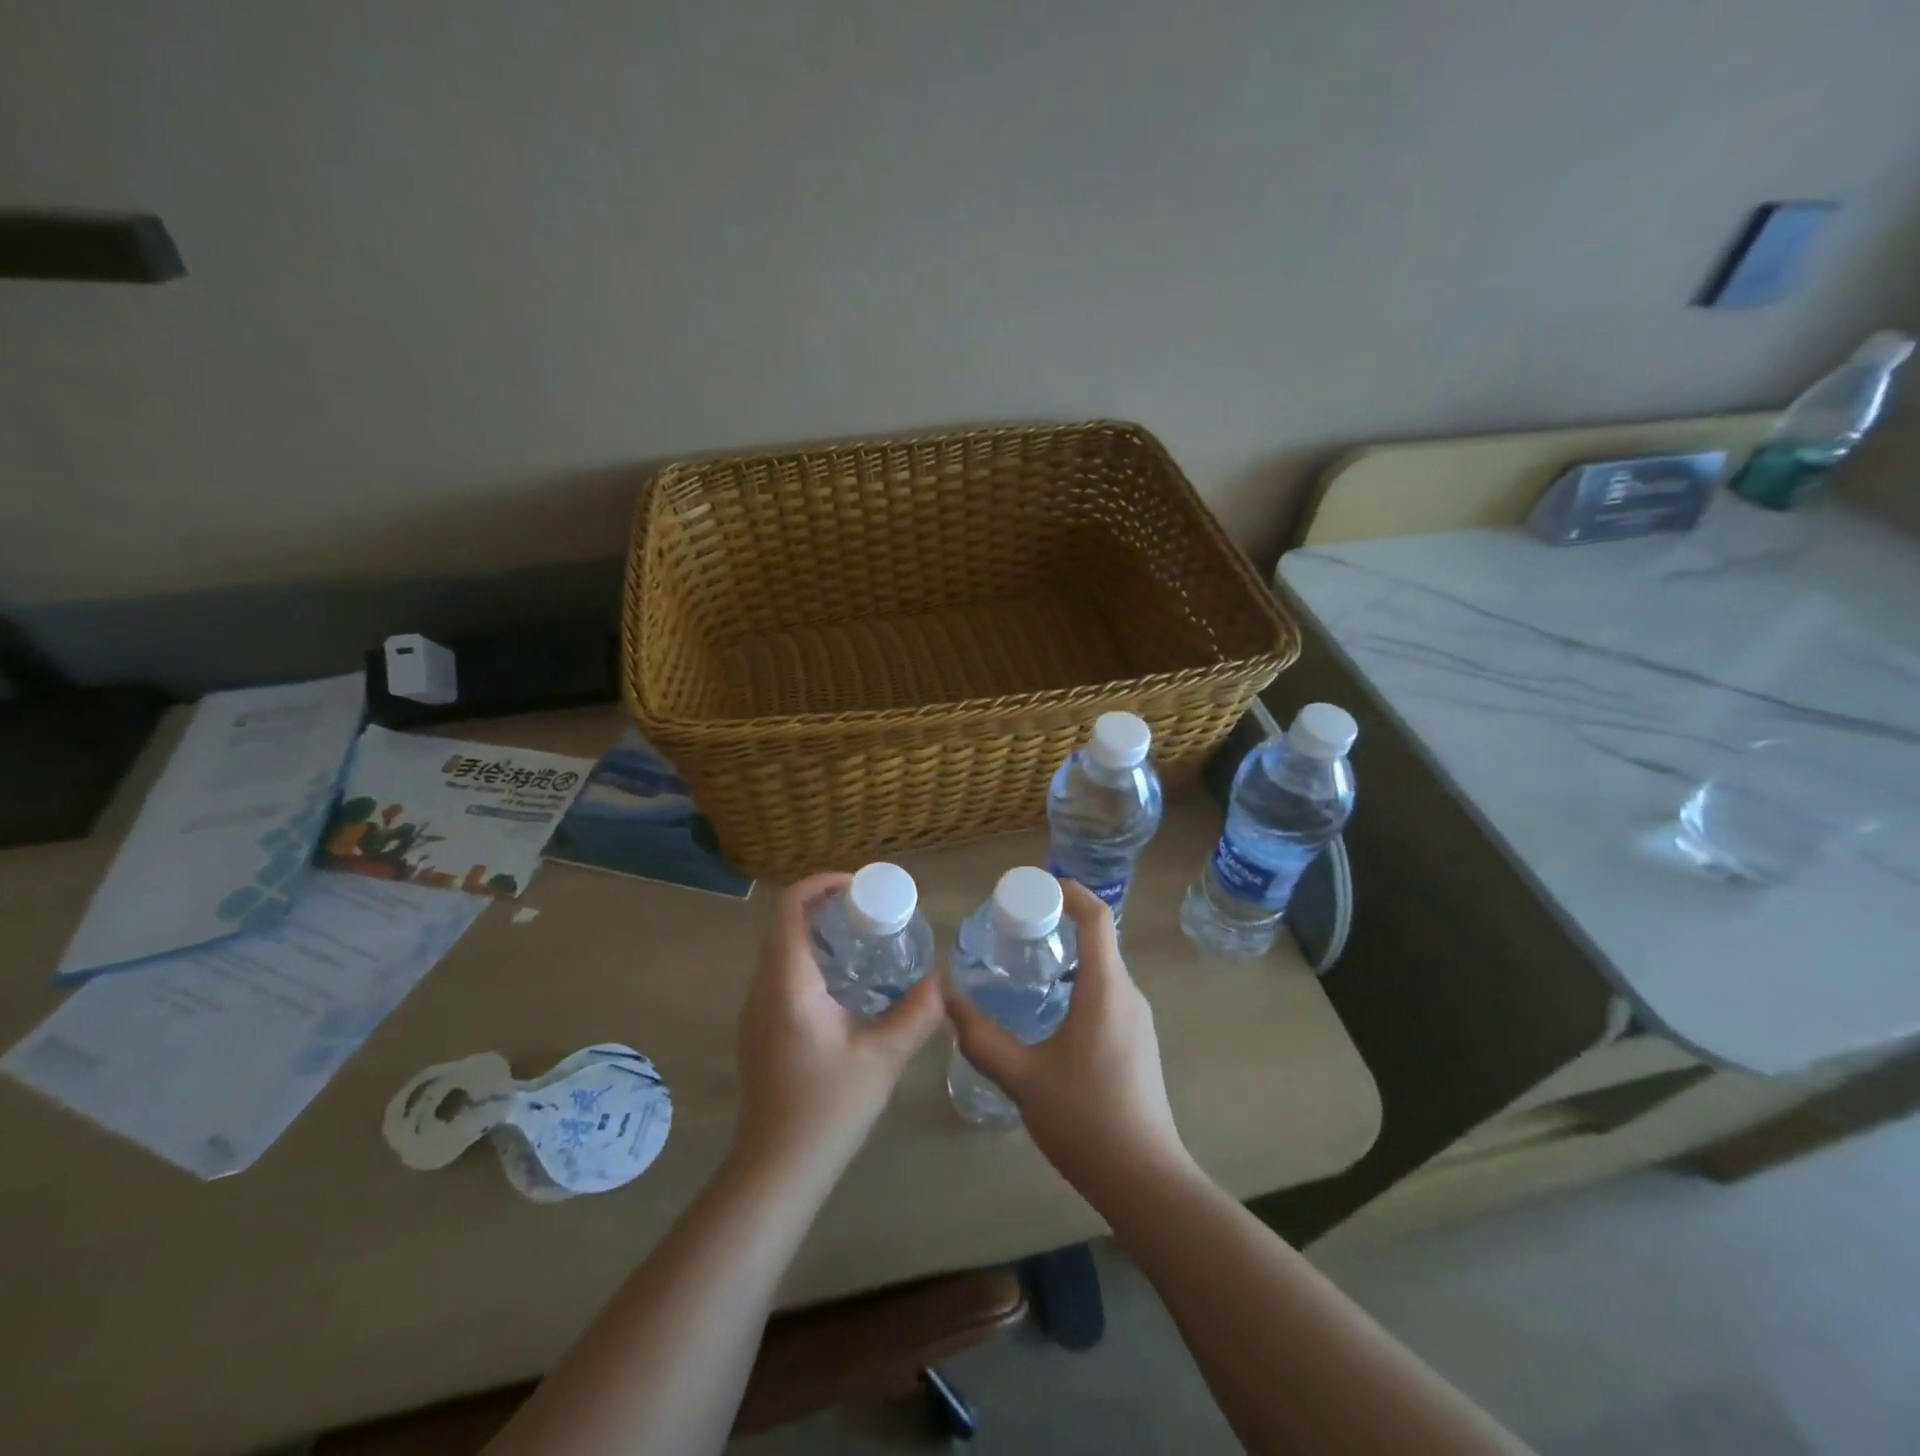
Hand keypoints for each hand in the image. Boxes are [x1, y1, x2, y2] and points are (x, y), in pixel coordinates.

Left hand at [733, 873, 944, 1188]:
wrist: (778, 1168)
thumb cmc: (828, 1107)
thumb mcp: (883, 1057)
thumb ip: (916, 1013)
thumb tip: (941, 980)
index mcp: (788, 982)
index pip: (790, 908)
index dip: (819, 884)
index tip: (857, 885)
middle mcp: (763, 987)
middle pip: (784, 924)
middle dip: (823, 906)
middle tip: (868, 911)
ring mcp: (756, 1010)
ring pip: (780, 950)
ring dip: (815, 933)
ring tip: (861, 939)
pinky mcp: (760, 1029)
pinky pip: (780, 974)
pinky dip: (808, 959)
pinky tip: (844, 983)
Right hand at [944, 880, 1191, 1208]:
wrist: (1146, 1181)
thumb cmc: (1085, 1119)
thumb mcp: (1023, 1078)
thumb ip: (982, 1038)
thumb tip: (947, 999)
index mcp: (1106, 988)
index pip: (1097, 917)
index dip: (1069, 891)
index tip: (1035, 886)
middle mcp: (1128, 994)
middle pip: (1099, 939)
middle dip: (1059, 923)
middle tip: (1014, 927)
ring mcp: (1137, 1020)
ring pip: (1102, 969)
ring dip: (1067, 957)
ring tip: (1024, 965)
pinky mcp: (1137, 1043)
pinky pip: (1106, 994)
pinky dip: (1076, 984)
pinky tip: (1047, 1012)